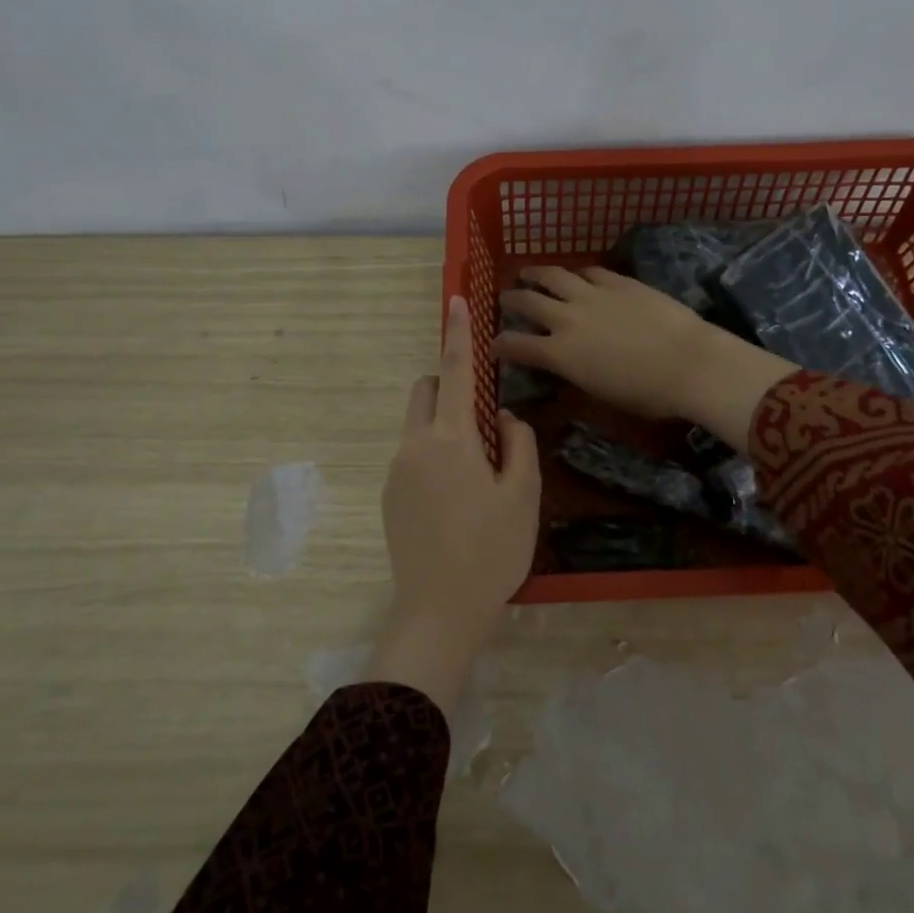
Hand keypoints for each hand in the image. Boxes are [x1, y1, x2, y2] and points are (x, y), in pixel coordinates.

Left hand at [367, 296, 540, 717]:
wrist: (439, 612)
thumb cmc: (491, 551)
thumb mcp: (523, 495)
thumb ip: (518, 443)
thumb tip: (503, 417)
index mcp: (450, 439)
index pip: (453, 371)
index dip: (457, 333)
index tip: (455, 300)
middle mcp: (415, 445)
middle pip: (425, 391)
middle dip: (448, 385)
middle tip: (484, 419)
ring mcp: (397, 471)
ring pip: (419, 425)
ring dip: (444, 426)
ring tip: (478, 473)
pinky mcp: (390, 495)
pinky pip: (413, 454)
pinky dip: (435, 454)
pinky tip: (458, 500)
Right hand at [496, 267, 796, 452]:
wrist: (690, 363)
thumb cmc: (648, 394)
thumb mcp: (601, 394)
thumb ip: (576, 375)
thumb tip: (568, 367)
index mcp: (561, 354)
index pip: (517, 345)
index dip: (500, 344)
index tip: (493, 344)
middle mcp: (568, 319)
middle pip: (528, 301)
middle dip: (510, 299)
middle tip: (504, 298)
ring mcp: (593, 295)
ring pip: (553, 276)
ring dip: (535, 273)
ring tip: (527, 272)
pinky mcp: (619, 282)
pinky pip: (589, 271)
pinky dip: (576, 273)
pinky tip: (576, 274)